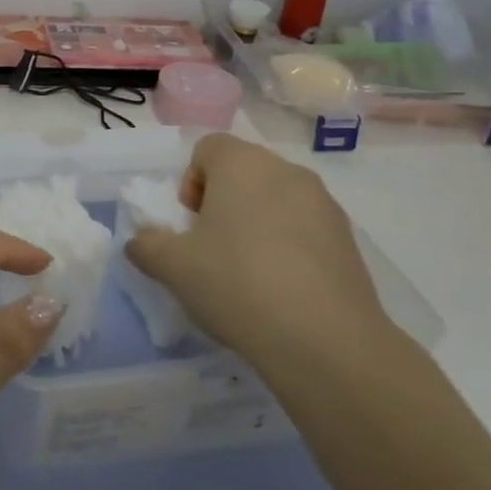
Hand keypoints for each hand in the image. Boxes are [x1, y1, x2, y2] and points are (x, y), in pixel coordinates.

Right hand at [125, 133, 391, 377]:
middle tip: (212, 250)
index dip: (190, 182)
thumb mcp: (171, 267)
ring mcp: (324, 204)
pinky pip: (305, 229)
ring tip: (248, 275)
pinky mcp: (348, 239)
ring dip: (256, 224)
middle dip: (222, 204)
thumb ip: (146, 245)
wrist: (325, 341)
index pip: (207, 148)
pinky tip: (282, 290)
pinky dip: (288, 247)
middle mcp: (286, 171)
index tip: (190, 225)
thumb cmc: (237, 284)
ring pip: (275, 200)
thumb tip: (142, 242)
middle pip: (242, 173)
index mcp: (242, 164)